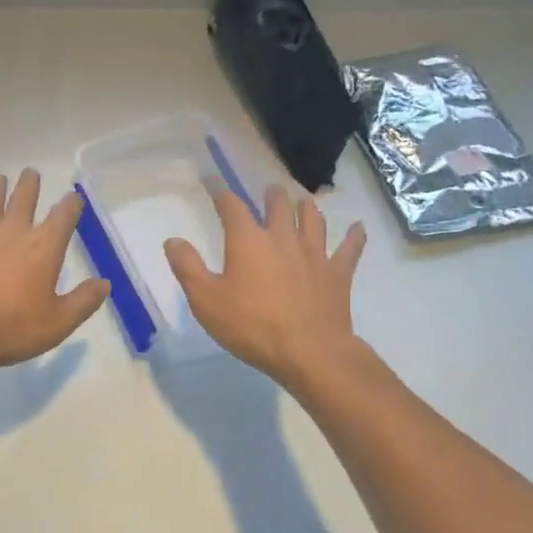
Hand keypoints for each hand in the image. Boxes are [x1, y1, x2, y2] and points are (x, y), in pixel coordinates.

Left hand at [0, 169, 110, 376]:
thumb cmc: (8, 327)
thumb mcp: (56, 324)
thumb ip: (83, 302)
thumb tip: (105, 283)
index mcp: (44, 246)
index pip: (64, 215)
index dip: (72, 204)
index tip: (74, 197)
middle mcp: (13, 228)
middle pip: (24, 196)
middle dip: (30, 183)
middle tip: (31, 173)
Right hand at [163, 184, 366, 389]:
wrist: (310, 352)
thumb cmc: (252, 326)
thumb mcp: (206, 300)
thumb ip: (187, 267)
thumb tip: (173, 240)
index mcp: (248, 240)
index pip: (231, 205)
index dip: (220, 190)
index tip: (212, 180)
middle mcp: (282, 237)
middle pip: (278, 204)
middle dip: (271, 195)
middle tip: (268, 191)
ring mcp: (314, 254)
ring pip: (312, 219)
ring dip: (306, 207)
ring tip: (303, 201)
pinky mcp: (337, 273)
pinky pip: (349, 249)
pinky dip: (355, 237)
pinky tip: (359, 227)